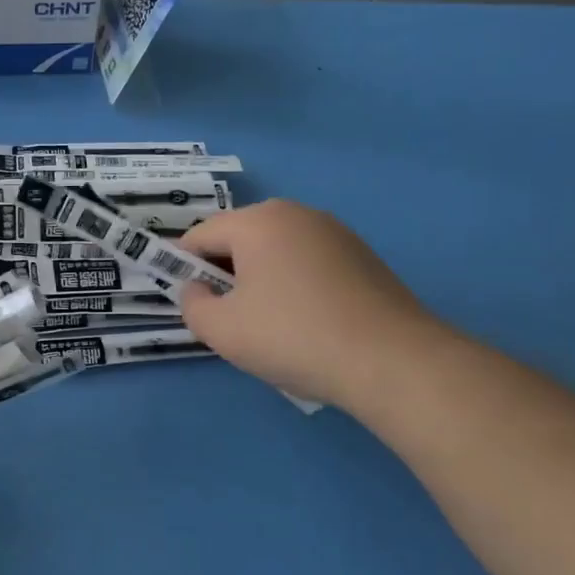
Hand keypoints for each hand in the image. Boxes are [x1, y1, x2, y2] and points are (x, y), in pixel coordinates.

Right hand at [178, 200, 445, 409]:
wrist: (392, 361)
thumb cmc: (293, 337)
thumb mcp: (221, 330)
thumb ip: (192, 305)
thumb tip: (197, 289)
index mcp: (258, 221)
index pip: (200, 235)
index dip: (182, 267)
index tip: (187, 302)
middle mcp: (296, 214)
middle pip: (239, 239)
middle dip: (223, 273)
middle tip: (227, 317)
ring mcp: (335, 233)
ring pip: (275, 252)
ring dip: (259, 280)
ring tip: (269, 326)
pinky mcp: (363, 256)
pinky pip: (308, 263)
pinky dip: (294, 286)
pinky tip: (306, 324)